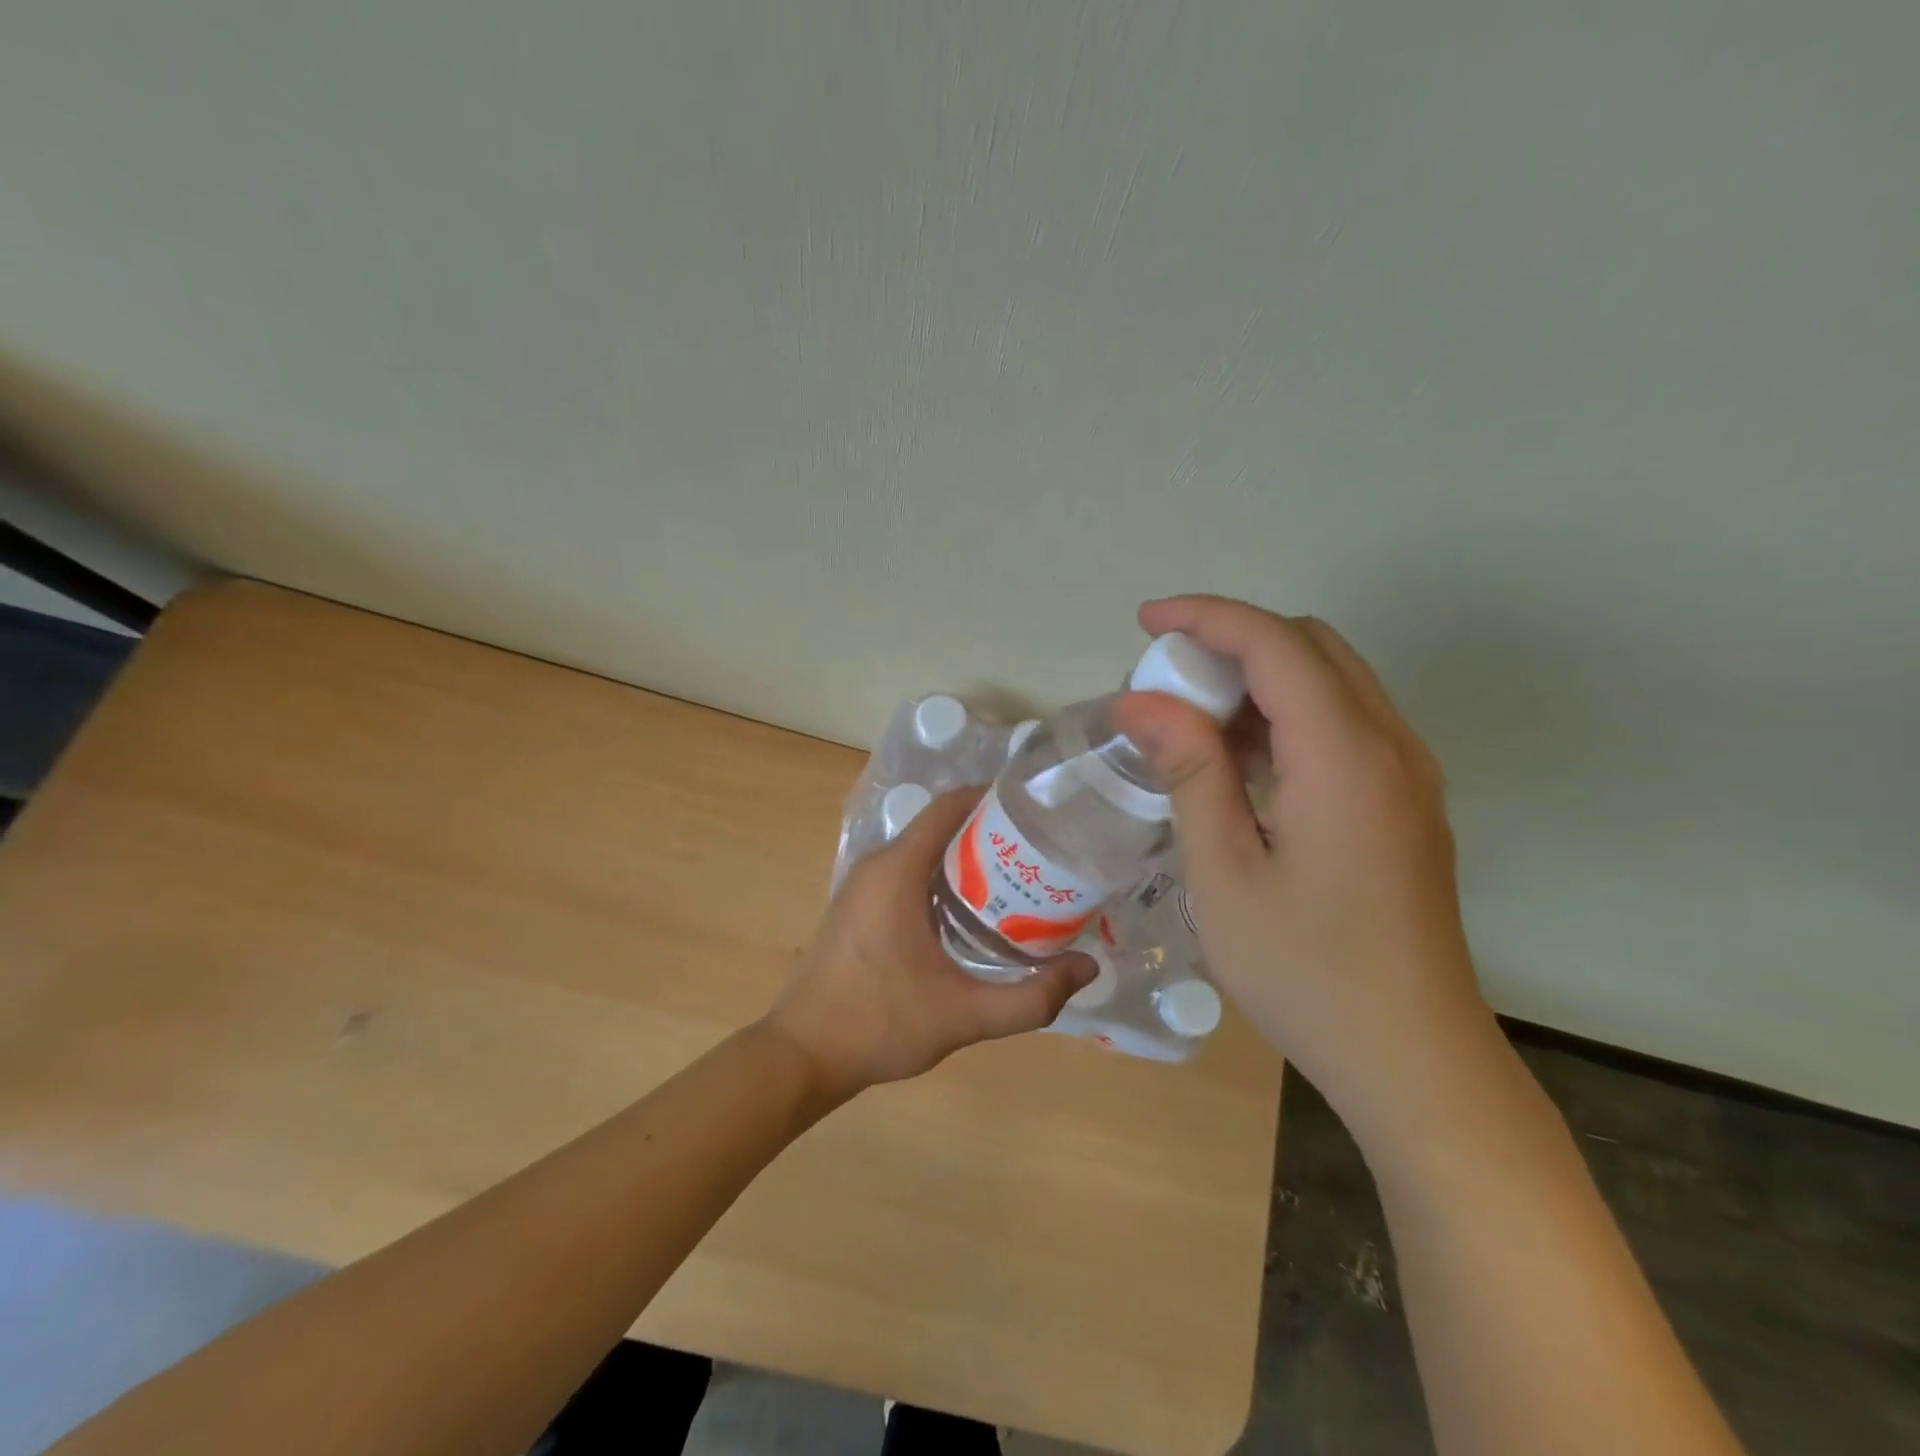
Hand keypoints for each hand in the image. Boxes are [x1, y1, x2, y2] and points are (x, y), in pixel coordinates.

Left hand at [765, 790, 1094, 1100]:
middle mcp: (878, 865)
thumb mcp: (963, 1015)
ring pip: (924, 850)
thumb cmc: (879, 1024)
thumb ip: (1030, 997)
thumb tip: (1087, 969)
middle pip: (940, 826)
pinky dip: (943, 877)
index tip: (1036, 810)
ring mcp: (863, 885)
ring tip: (1018, 878)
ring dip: (967, 857)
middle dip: (990, 832)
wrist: (802, 1055)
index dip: (992, 799)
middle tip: (1040, 851)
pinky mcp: (859, 906)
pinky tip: (975, 911)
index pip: (949, 807)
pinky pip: (908, 873)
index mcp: (897, 870)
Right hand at [1112, 595, 1497, 1134]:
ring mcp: (1408, 774)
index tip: (1145, 622)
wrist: (1414, 1060)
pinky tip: (1242, 764)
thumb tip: (1141, 700)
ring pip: (1332, 681)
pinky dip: (1287, 715)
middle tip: (1167, 682)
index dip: (1206, 617)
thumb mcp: (1224, 872)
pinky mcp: (1408, 802)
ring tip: (1193, 722)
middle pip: (1311, 646)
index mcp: (1344, 756)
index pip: (1275, 643)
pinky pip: (1345, 723)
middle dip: (1232, 641)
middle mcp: (1390, 745)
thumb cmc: (1305, 971)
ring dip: (1259, 678)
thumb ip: (1189, 771)